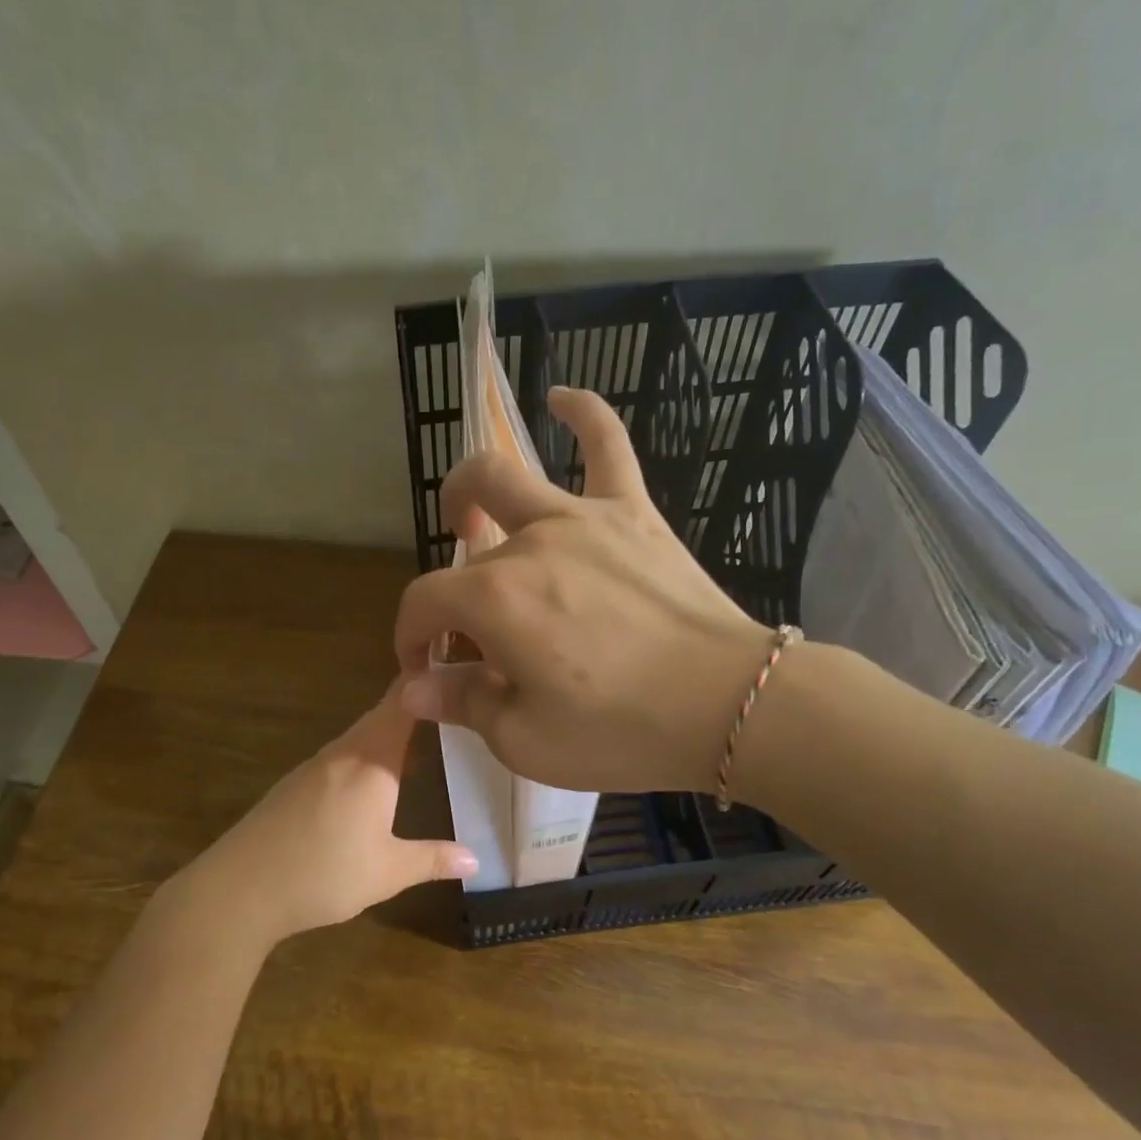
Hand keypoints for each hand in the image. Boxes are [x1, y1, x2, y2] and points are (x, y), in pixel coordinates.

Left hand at [175, 686, 476, 947]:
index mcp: (371, 762)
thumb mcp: (389, 872)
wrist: (239, 890)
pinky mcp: (294, 786)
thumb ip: (433, 860)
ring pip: (359, 739)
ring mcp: (313, 767)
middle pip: (382, 717)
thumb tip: (475, 858)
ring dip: (388, 737)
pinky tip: (372, 786)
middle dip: (413, 711)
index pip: (402, 704)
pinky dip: (365, 758)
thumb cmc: (324, 874)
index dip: (425, 681)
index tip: (452, 668)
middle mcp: (342, 753)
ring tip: (420, 747)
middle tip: (448, 710)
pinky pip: (340, 759)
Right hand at [395, 387, 772, 794]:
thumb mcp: (526, 741)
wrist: (729, 706)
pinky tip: (562, 398)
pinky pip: (608, 444)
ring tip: (467, 513)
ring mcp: (583, 517)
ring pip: (508, 476)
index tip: (424, 671)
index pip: (423, 603)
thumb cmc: (622, 733)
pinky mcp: (634, 512)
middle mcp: (529, 542)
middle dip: (447, 588)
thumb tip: (412, 688)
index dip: (411, 637)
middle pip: (464, 550)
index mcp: (495, 599)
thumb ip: (462, 704)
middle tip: (462, 625)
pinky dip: (583, 413)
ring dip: (471, 490)